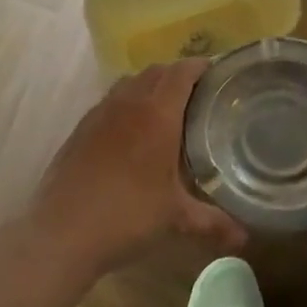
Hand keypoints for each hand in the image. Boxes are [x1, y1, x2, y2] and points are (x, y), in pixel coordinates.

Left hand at [24, 59, 246, 280]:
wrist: (62, 232)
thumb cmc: (127, 216)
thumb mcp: (175, 219)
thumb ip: (213, 223)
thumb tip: (244, 239)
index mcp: (157, 115)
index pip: (182, 73)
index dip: (201, 67)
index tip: (218, 73)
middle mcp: (127, 104)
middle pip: (156, 71)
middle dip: (178, 75)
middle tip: (198, 95)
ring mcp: (99, 114)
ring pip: (129, 83)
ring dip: (149, 86)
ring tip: (166, 110)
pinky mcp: (80, 129)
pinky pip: (109, 101)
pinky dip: (126, 104)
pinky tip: (131, 134)